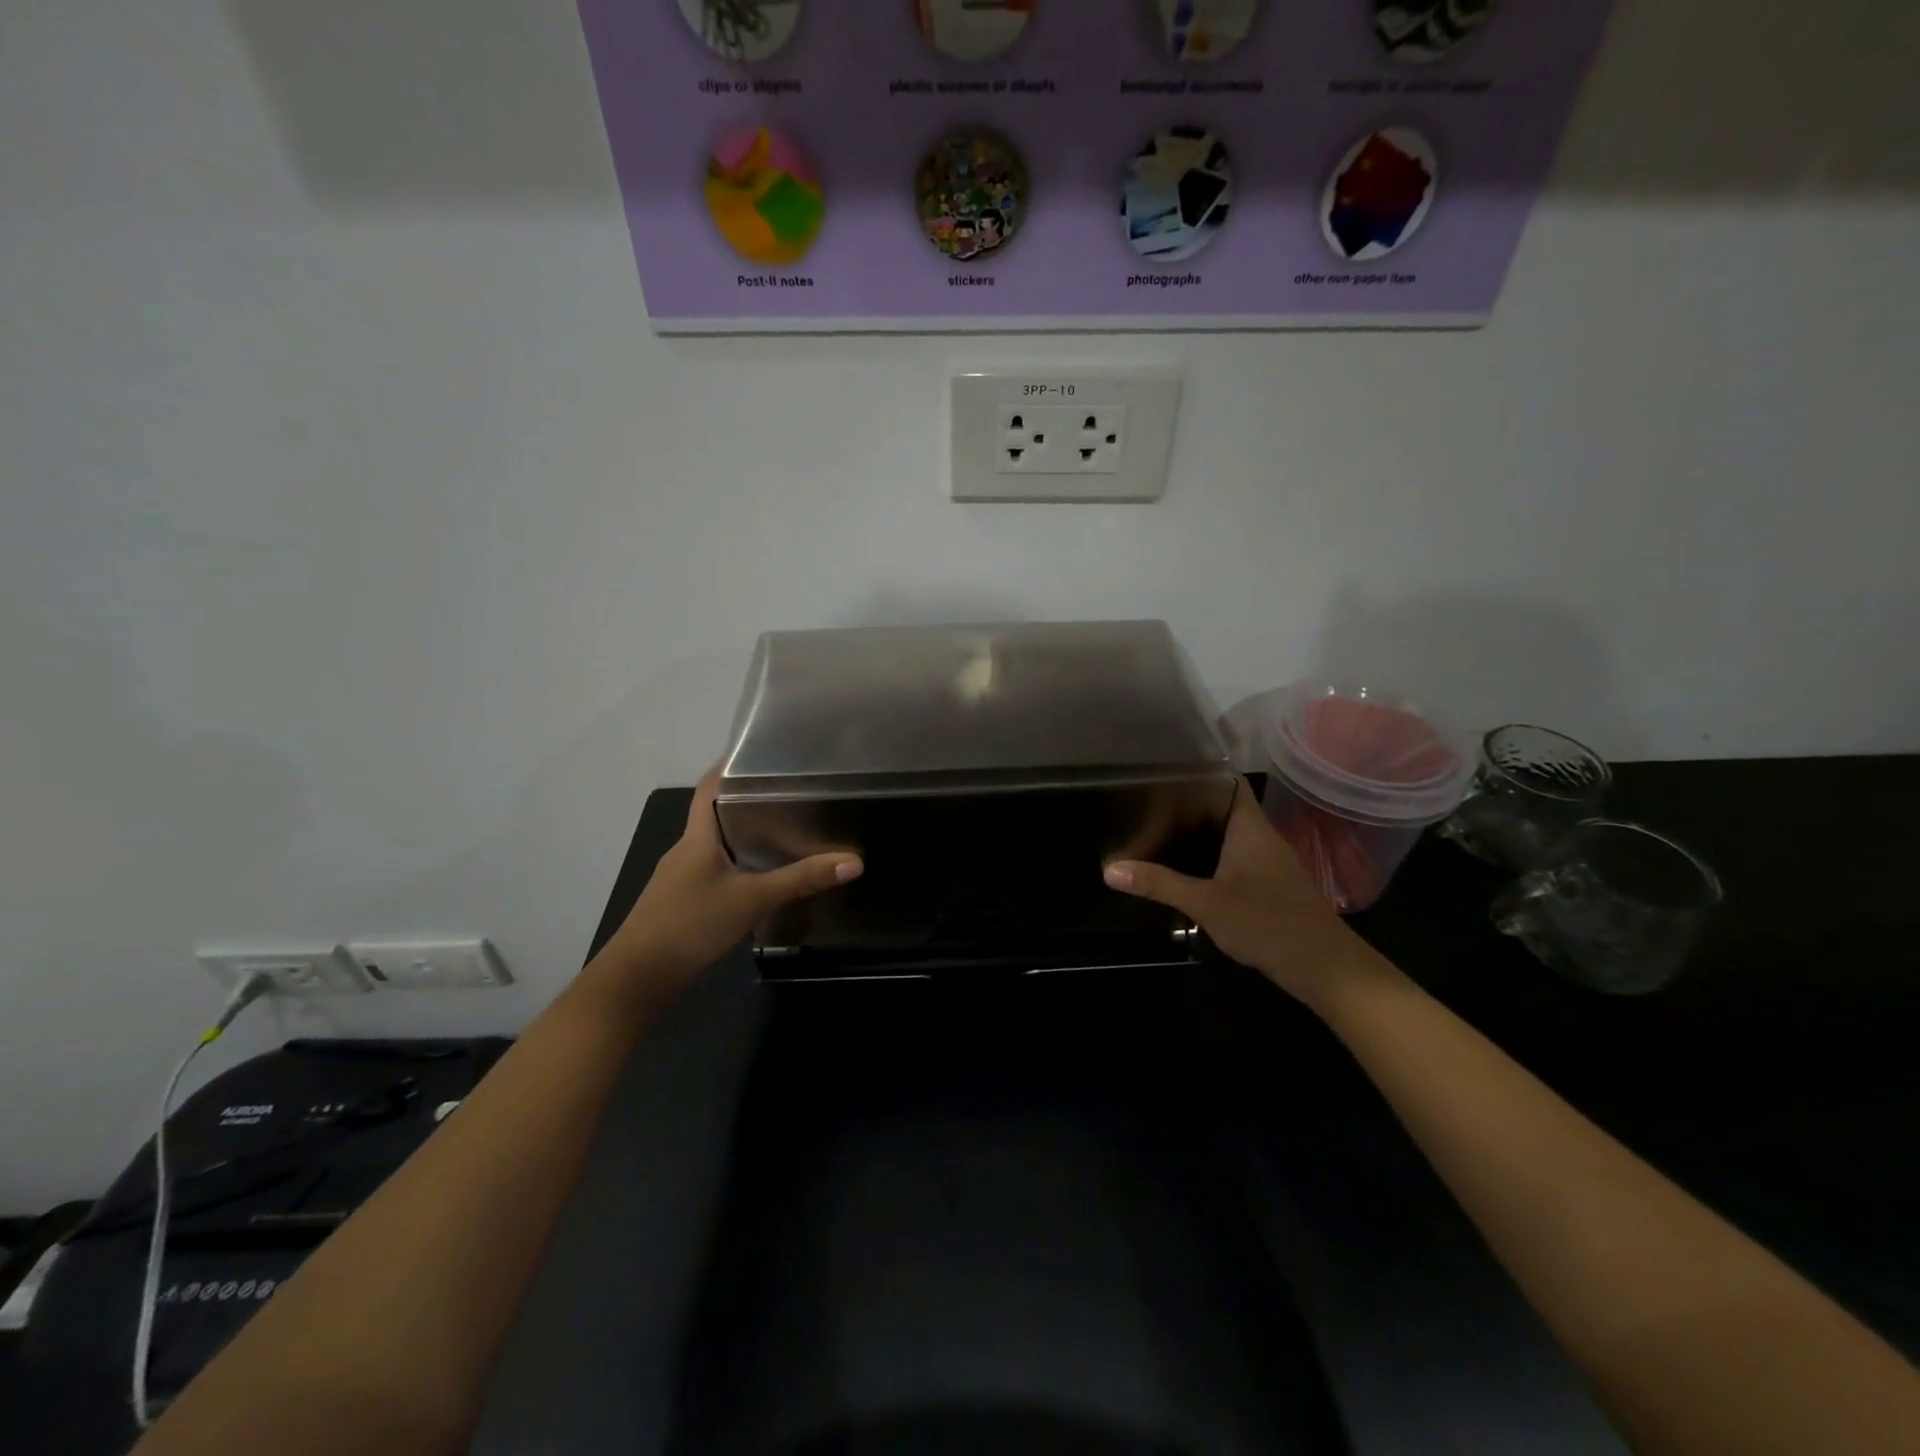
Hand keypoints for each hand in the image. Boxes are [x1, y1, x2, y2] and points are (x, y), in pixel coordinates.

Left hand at [593, 771, 860, 996]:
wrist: (638, 978)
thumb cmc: (691, 924)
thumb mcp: (752, 900)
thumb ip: (801, 880)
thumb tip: (854, 862)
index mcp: (697, 837)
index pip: (710, 787)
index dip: (732, 766)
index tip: (764, 755)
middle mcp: (686, 850)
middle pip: (716, 815)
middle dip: (749, 803)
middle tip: (791, 794)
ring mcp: (680, 878)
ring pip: (716, 845)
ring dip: (743, 837)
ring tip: (784, 831)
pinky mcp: (681, 902)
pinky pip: (713, 871)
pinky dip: (737, 866)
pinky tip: (760, 878)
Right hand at [1103, 780, 1385, 1014]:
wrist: (1325, 968)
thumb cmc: (1268, 923)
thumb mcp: (1206, 904)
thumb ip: (1160, 884)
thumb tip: (1110, 870)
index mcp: (1251, 828)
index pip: (1228, 782)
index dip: (1199, 774)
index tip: (1161, 776)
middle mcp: (1262, 838)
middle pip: (1224, 809)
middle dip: (1188, 808)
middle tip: (1147, 807)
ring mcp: (1269, 864)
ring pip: (1229, 837)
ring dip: (1199, 836)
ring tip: (1157, 834)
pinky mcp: (1271, 887)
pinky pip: (1235, 860)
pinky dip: (1211, 860)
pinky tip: (1186, 872)